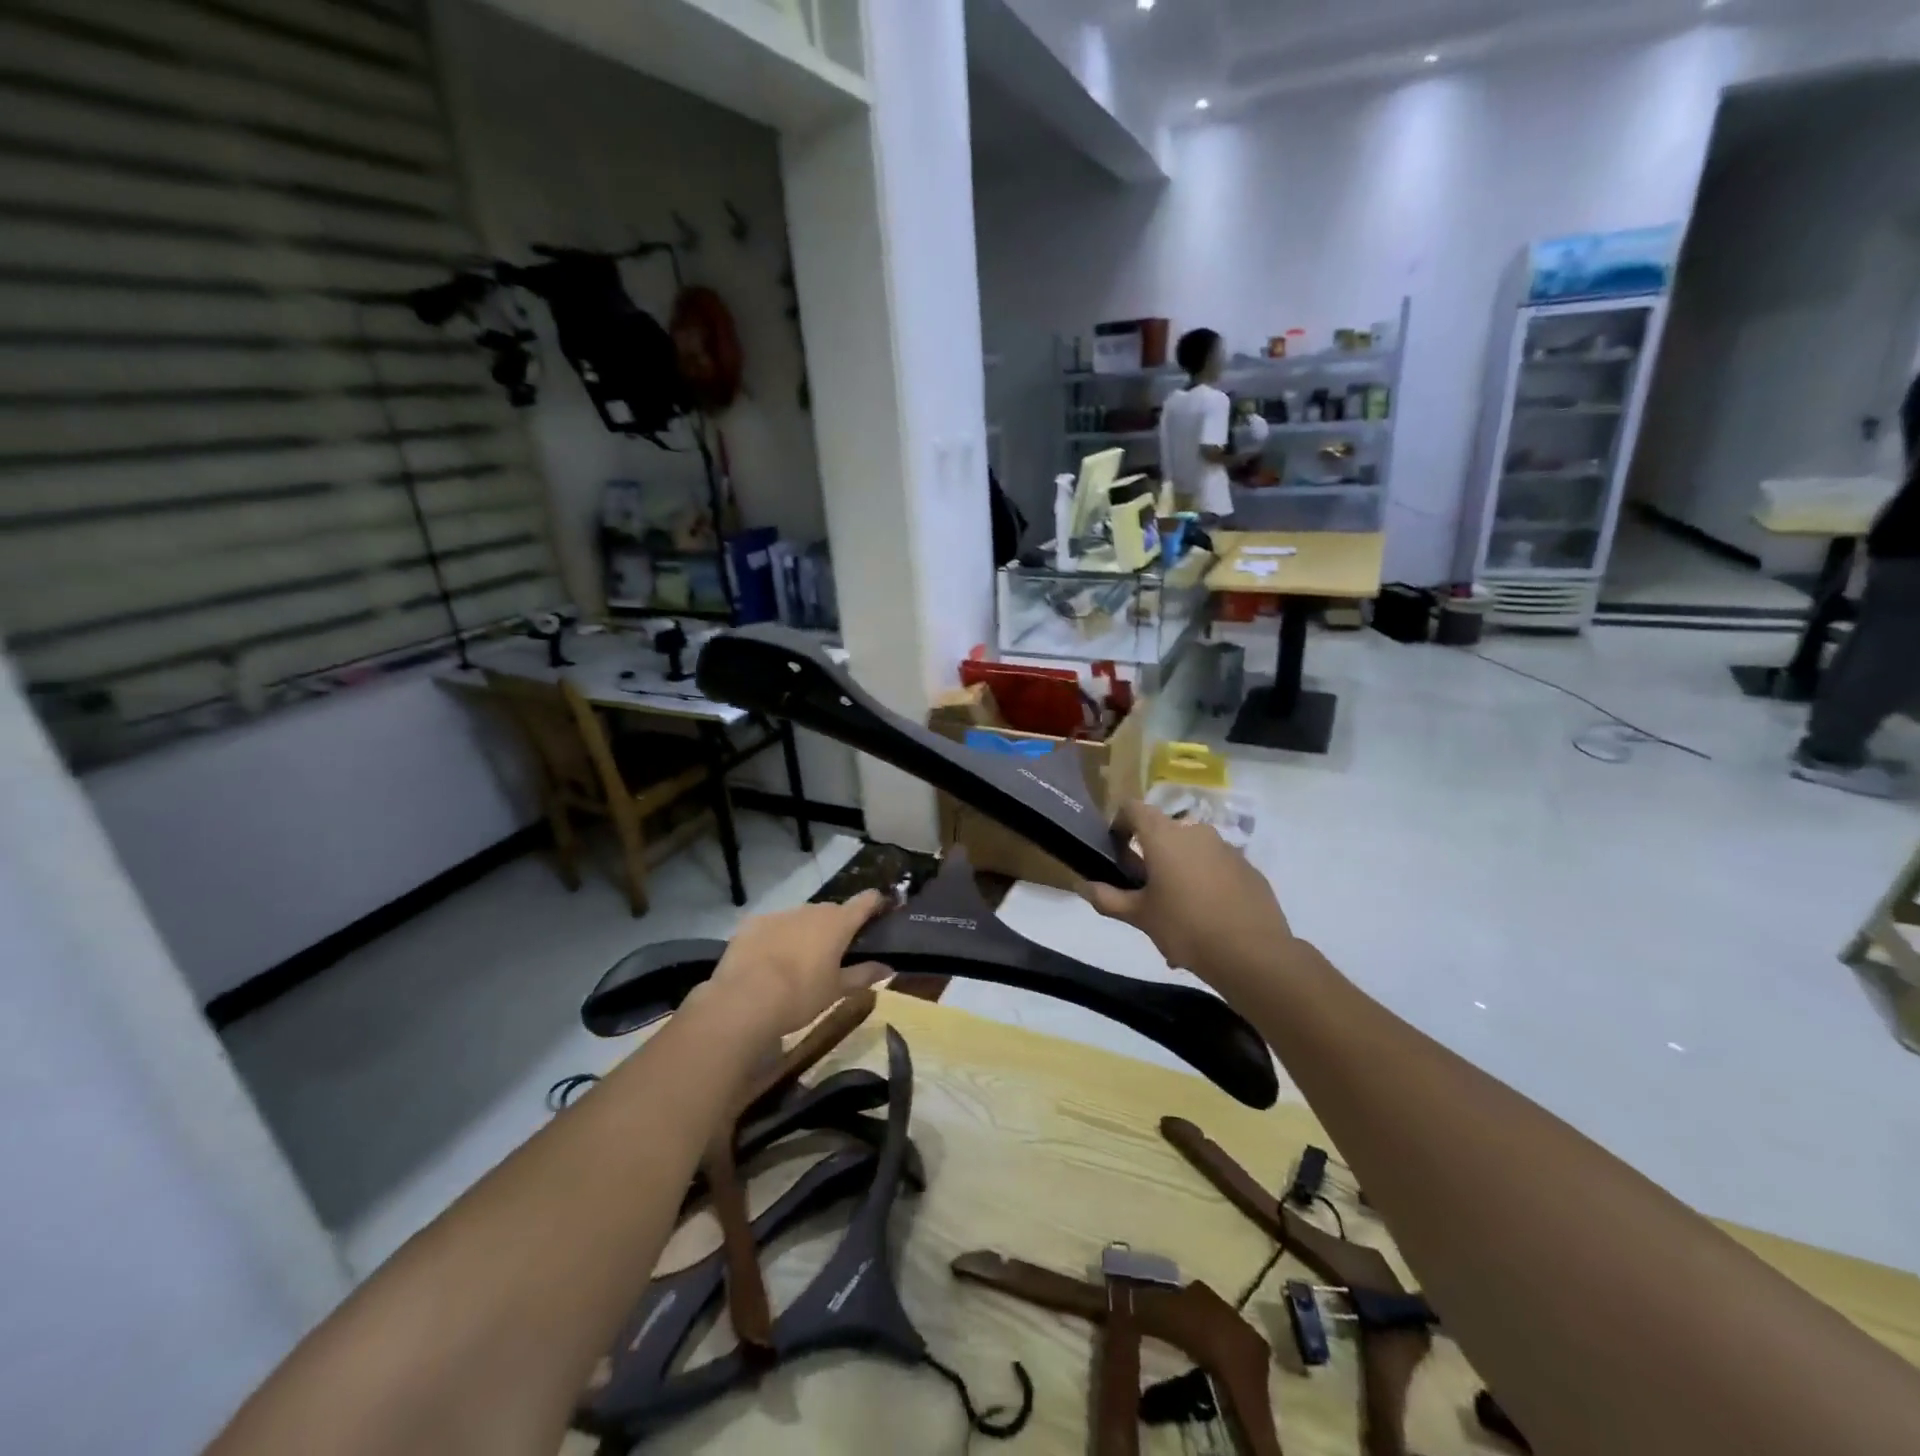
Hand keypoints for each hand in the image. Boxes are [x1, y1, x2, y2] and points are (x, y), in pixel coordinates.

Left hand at [699, 890, 889, 1044]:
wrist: (746, 999)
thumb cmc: (801, 995)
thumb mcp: (837, 990)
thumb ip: (864, 975)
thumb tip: (889, 968)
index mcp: (838, 923)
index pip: (866, 901)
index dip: (876, 903)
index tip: (881, 910)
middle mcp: (812, 910)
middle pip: (831, 912)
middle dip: (835, 926)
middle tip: (834, 952)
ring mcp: (781, 914)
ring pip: (800, 918)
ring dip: (804, 932)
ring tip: (797, 961)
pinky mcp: (754, 922)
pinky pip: (773, 926)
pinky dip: (776, 938)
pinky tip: (768, 961)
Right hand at [1078, 803, 1291, 983]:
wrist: (1253, 953)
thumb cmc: (1186, 927)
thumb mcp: (1140, 916)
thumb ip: (1108, 898)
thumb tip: (1082, 886)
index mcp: (1164, 836)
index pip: (1133, 808)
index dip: (1120, 823)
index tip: (1116, 849)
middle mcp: (1196, 832)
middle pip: (1164, 831)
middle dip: (1151, 854)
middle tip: (1144, 890)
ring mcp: (1227, 849)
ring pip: (1192, 851)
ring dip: (1179, 871)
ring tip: (1176, 912)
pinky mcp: (1249, 869)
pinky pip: (1217, 868)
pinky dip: (1206, 883)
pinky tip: (1206, 918)